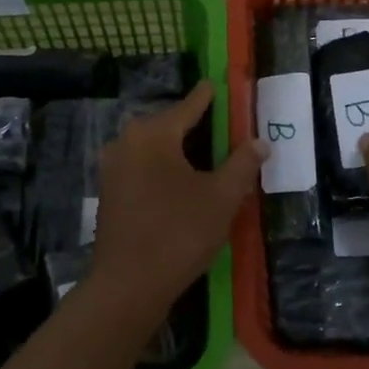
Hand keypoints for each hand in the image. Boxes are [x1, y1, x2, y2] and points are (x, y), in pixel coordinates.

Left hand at [88, 81, 265, 317]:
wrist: (128, 285)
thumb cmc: (179, 233)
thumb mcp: (221, 198)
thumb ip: (242, 164)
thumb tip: (260, 142)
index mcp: (154, 134)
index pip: (188, 106)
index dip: (206, 96)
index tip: (215, 83)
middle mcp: (127, 141)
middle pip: (167, 124)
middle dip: (192, 124)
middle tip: (219, 127)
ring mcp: (112, 167)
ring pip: (151, 146)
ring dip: (176, 148)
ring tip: (204, 156)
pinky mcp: (108, 191)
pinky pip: (140, 166)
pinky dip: (161, 166)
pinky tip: (179, 182)